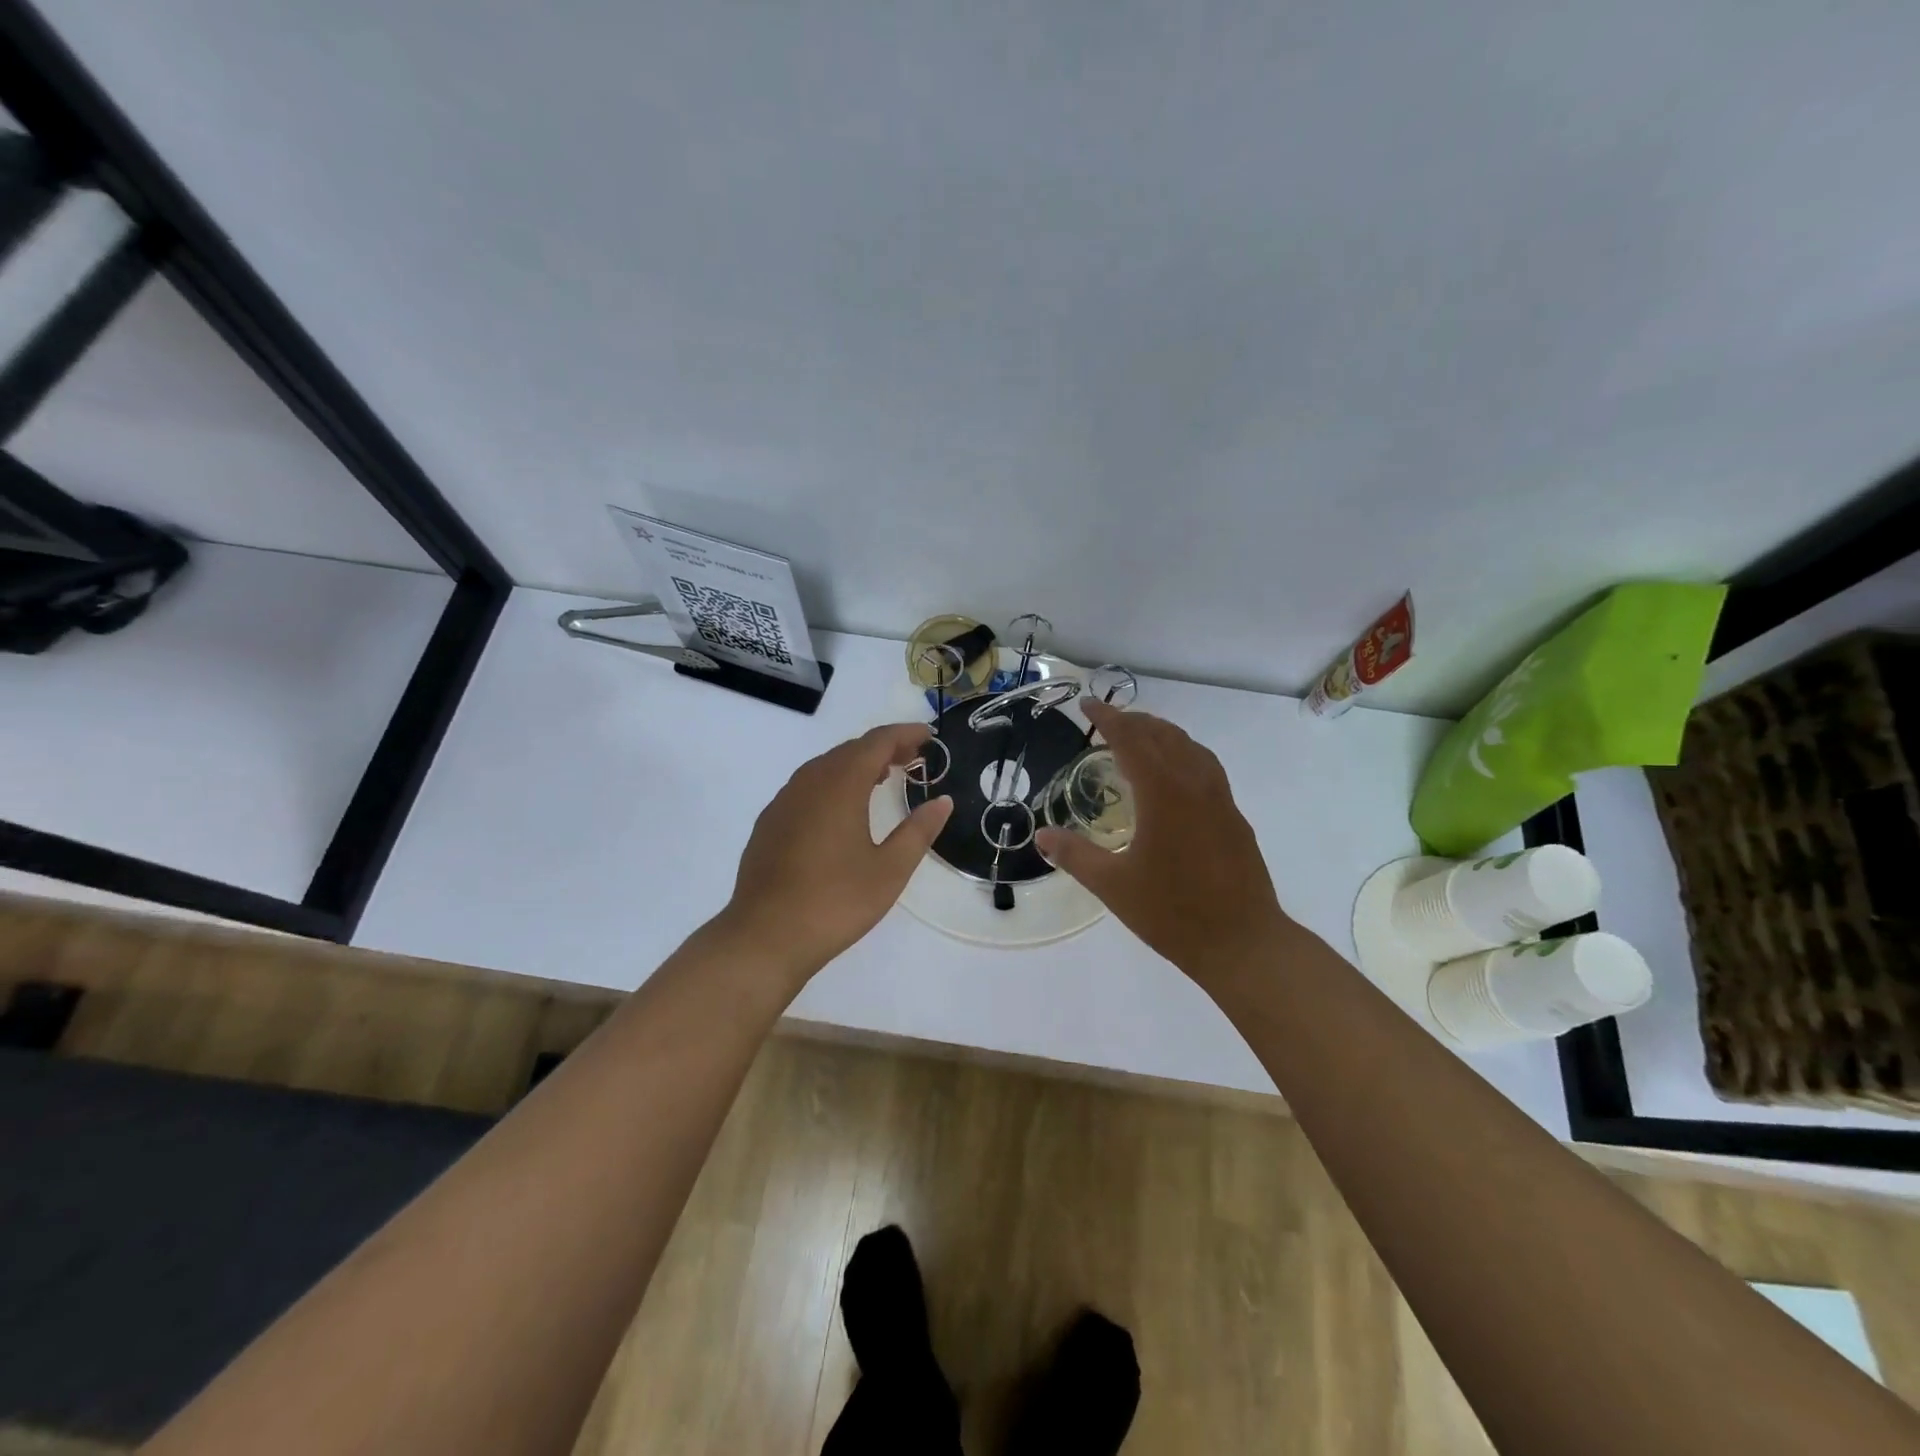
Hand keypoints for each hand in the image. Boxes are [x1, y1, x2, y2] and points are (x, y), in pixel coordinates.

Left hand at [719, 722, 953, 977]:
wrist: (764, 937)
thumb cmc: (835, 902)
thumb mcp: (889, 870)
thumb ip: (918, 831)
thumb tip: (942, 801)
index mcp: (840, 785)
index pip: (876, 742)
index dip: (904, 734)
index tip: (928, 736)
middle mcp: (809, 782)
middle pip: (849, 749)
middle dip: (882, 747)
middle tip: (912, 757)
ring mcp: (784, 802)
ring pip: (825, 766)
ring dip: (856, 764)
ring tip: (882, 777)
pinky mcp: (769, 823)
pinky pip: (806, 786)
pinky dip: (832, 782)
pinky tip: (841, 808)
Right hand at [1035, 701, 1288, 983]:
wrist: (1243, 943)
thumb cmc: (1172, 913)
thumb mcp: (1113, 886)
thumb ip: (1075, 855)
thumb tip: (1042, 836)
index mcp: (1163, 793)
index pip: (1132, 739)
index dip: (1107, 718)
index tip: (1087, 704)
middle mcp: (1194, 785)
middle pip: (1163, 735)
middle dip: (1134, 720)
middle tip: (1106, 720)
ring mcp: (1220, 800)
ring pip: (1190, 747)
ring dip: (1161, 733)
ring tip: (1139, 738)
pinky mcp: (1234, 817)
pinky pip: (1206, 767)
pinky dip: (1183, 754)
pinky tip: (1175, 776)